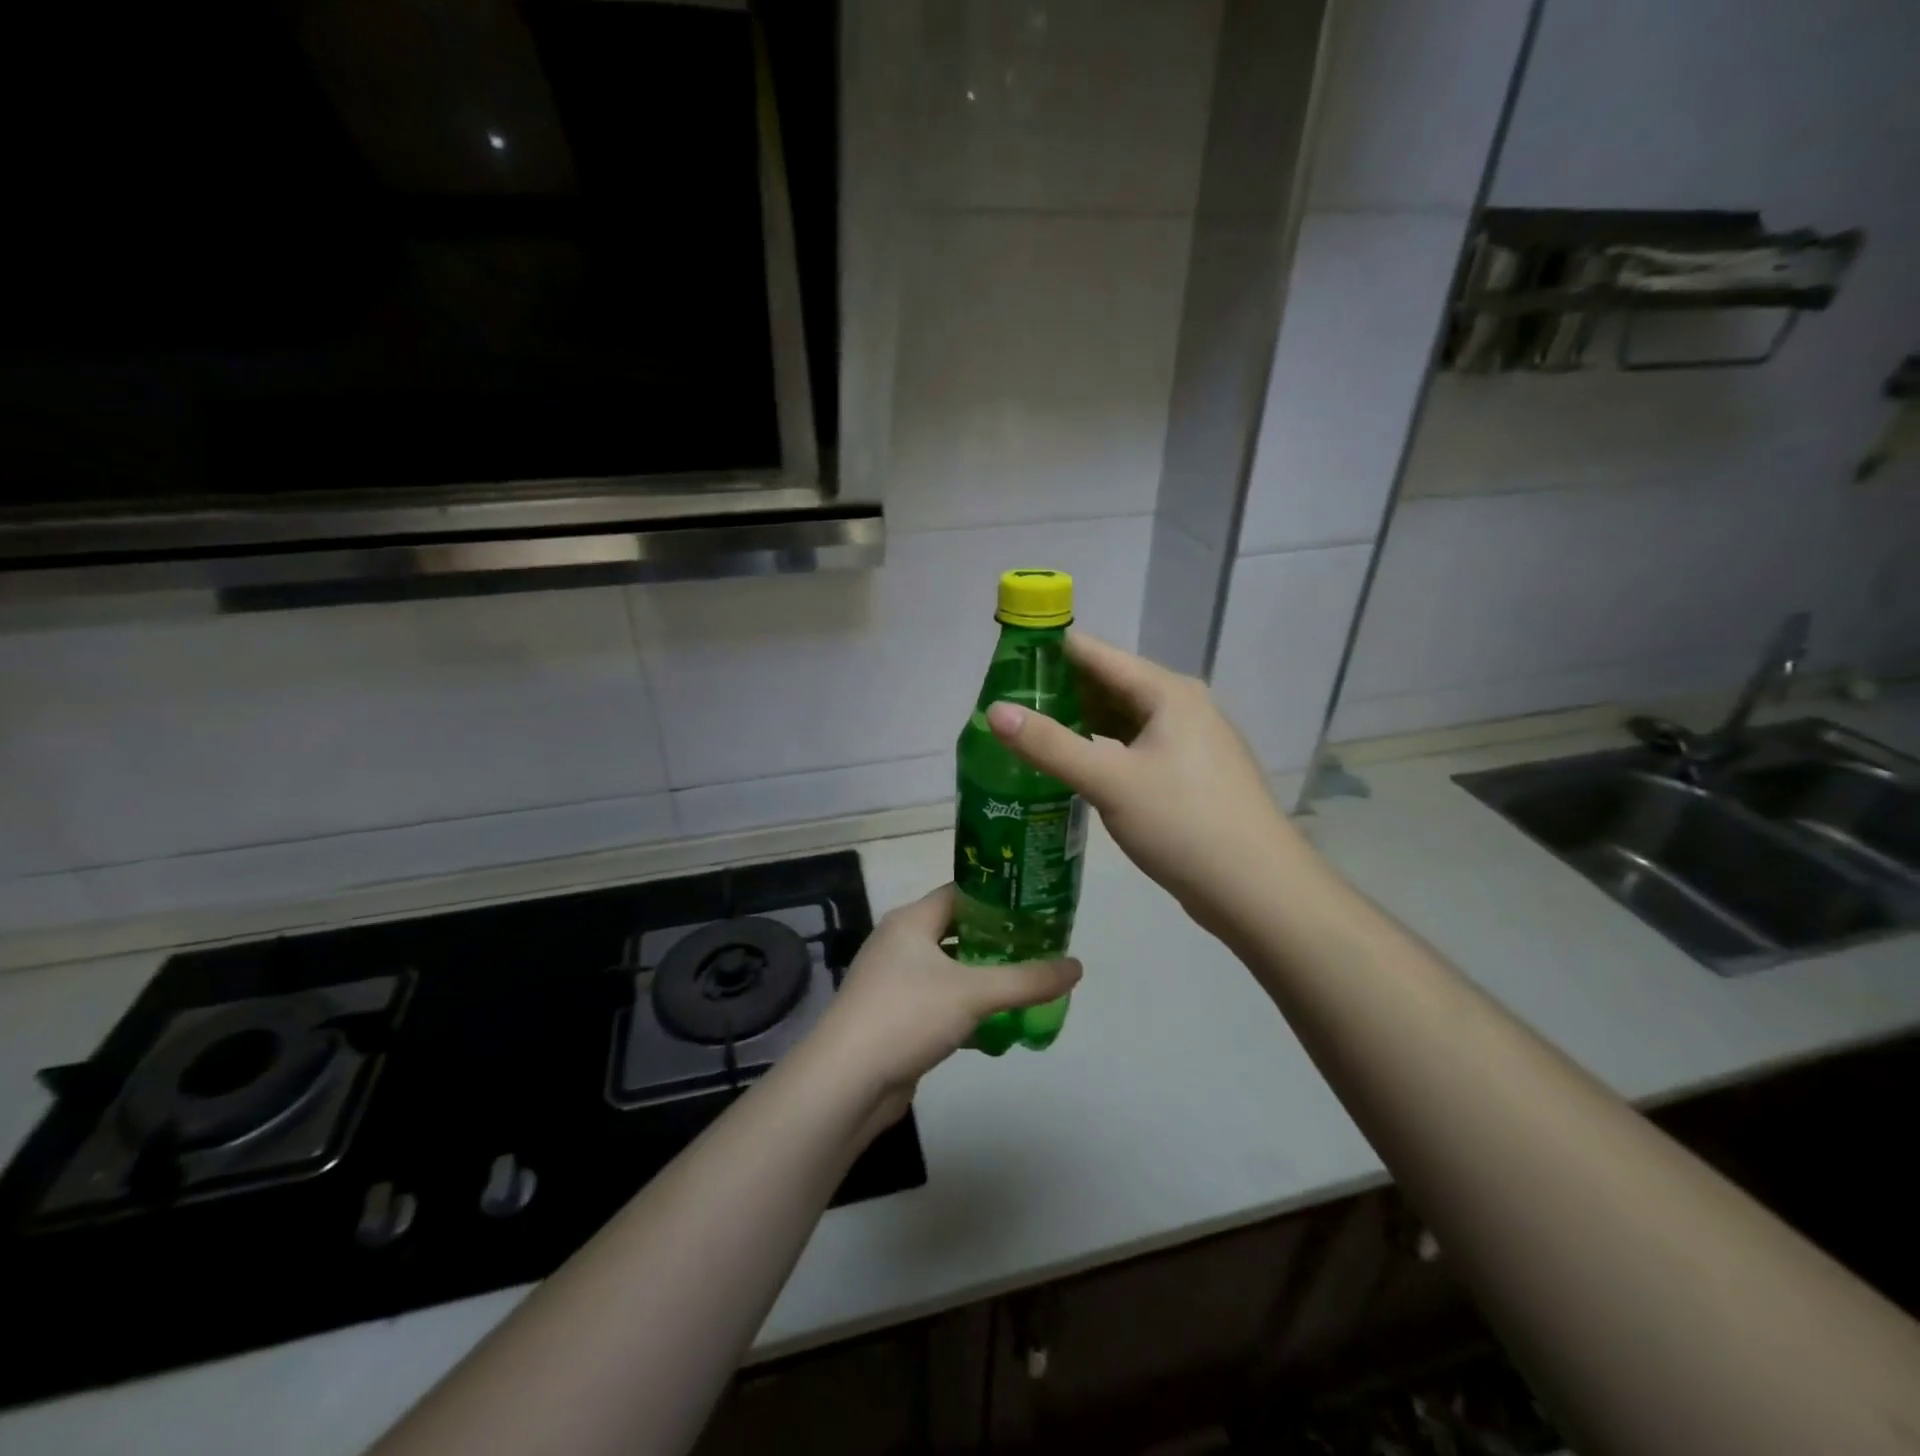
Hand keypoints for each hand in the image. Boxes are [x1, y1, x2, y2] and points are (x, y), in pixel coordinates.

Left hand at [808, 884, 1081, 1128]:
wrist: (847, 1081)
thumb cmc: (907, 1015)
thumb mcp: (974, 992)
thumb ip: (1026, 980)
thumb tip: (1077, 966)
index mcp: (911, 921)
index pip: (961, 894)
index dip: (998, 899)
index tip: (1036, 910)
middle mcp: (900, 944)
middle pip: (958, 932)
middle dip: (997, 943)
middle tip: (1039, 950)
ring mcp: (895, 982)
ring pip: (950, 972)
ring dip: (984, 981)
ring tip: (1026, 988)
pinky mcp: (896, 1018)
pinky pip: (940, 1005)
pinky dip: (967, 1012)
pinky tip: (997, 1028)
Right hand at [984, 632, 1303, 942]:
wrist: (1257, 889)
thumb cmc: (1183, 823)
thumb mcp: (1109, 781)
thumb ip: (1049, 745)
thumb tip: (994, 711)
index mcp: (1168, 692)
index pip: (1097, 655)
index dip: (1050, 654)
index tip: (1004, 662)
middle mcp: (1182, 706)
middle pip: (1110, 684)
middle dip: (1060, 692)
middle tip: (1008, 706)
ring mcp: (1190, 742)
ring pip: (1124, 719)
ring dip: (1081, 723)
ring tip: (1030, 733)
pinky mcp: (1190, 775)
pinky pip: (1136, 747)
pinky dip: (1103, 749)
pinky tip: (1075, 766)